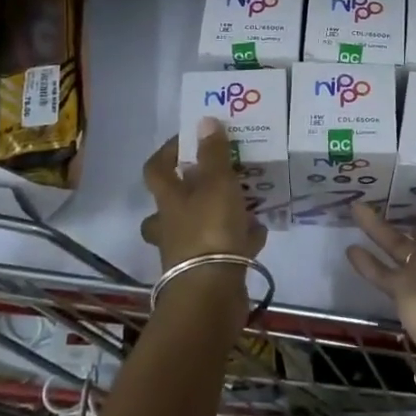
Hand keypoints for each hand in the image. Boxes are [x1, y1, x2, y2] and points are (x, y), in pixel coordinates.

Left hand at [140, 120, 267, 272]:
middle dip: (191, 191)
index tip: (190, 138)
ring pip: (198, 227)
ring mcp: (188, 253)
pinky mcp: (208, 272)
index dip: (168, 151)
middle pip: (171, 205)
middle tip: (216, 178)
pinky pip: (223, 249)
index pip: (156, 169)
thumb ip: (213, 154)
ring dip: (218, 214)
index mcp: (168, 201)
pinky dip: (239, 239)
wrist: (211, 294)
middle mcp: (171, 226)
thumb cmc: (210, 231)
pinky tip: (259, 231)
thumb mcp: (217, 184)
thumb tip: (204, 120)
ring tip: (245, 202)